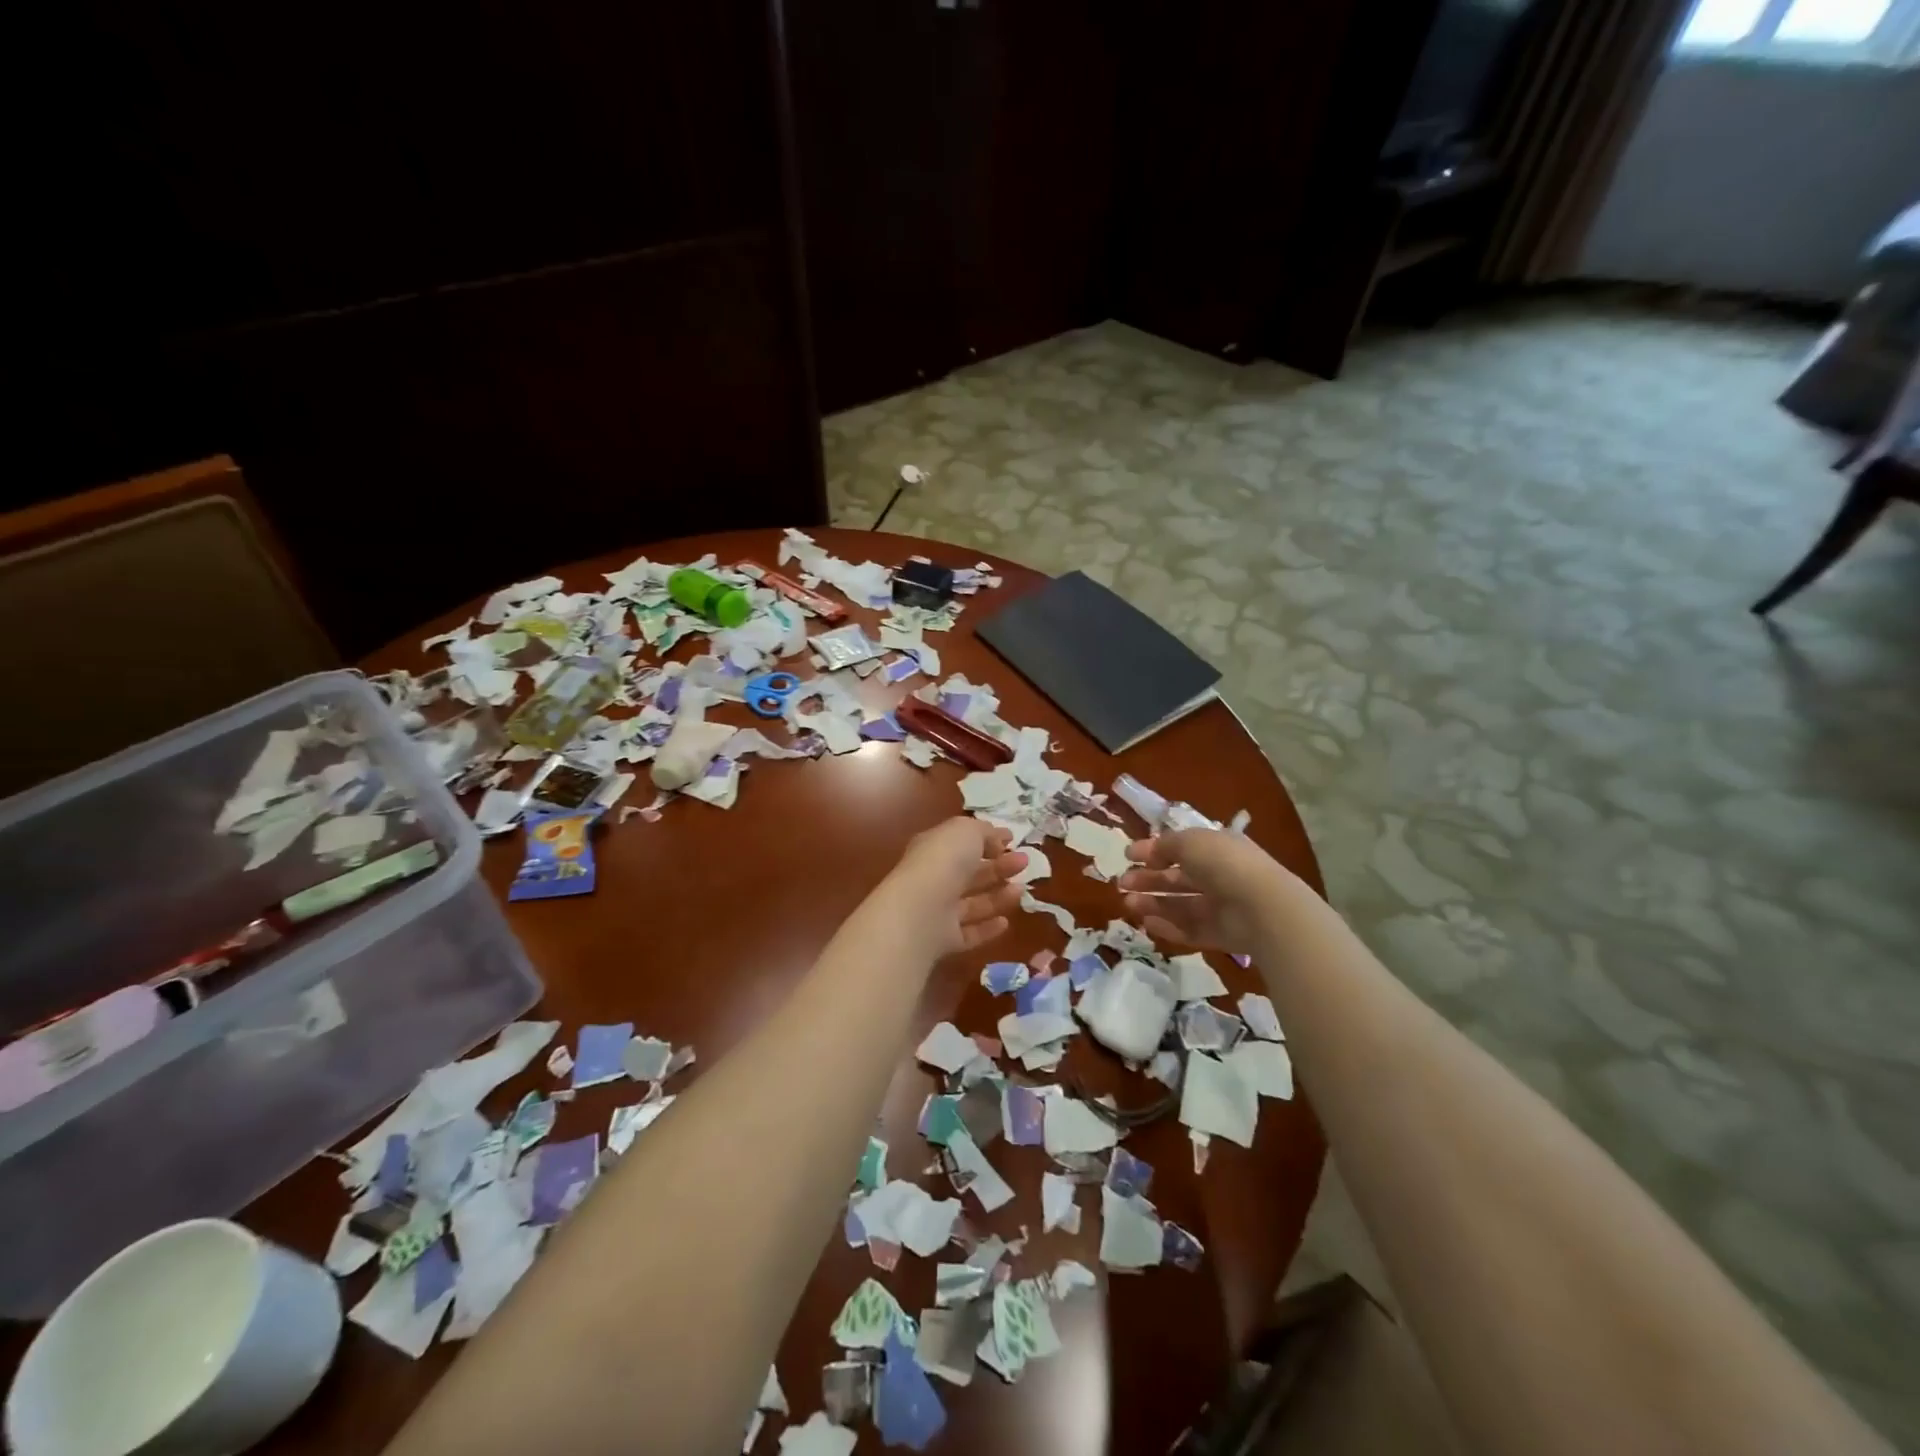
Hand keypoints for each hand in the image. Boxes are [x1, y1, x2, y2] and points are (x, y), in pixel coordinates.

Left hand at [867, 818, 1025, 956]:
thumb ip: (984, 832)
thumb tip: (997, 839)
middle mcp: (933, 879)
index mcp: (933, 848)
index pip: (961, 842)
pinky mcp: (944, 940)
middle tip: (1024, 862)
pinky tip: (1006, 922)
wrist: (920, 911)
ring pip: (972, 903)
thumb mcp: (966, 831)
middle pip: (969, 873)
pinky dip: (987, 928)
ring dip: (998, 896)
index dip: (986, 839)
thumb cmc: (944, 861)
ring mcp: (938, 911)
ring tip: (1022, 889)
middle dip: (998, 866)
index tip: (1012, 840)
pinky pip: (969, 933)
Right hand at [1119, 829, 1292, 952]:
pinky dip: (1168, 927)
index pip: (1181, 848)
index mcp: (1216, 849)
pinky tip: (1147, 923)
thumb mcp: (1189, 842)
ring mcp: (1221, 908)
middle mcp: (1219, 876)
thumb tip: (1147, 855)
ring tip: (1128, 904)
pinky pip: (1190, 930)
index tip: (1128, 855)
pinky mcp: (1221, 935)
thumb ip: (1164, 846)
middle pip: (1178, 879)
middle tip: (1122, 883)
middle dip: (1149, 880)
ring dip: (1153, 903)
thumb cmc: (1223, 864)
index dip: (1154, 850)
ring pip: (1181, 905)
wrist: (1261, 907)